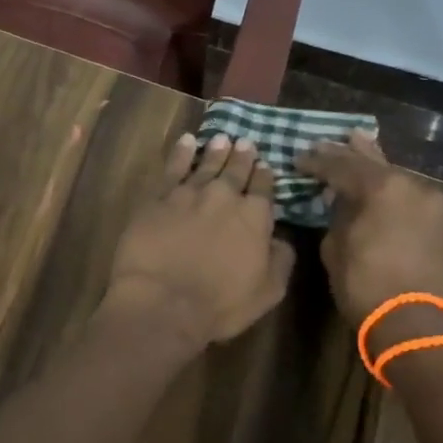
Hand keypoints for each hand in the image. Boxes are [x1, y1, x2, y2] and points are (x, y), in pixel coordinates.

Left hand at [104, 132, 295, 350]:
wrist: (163, 301)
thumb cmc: (219, 305)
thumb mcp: (268, 291)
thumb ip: (280, 260)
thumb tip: (282, 239)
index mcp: (255, 217)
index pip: (264, 188)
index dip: (265, 176)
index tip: (265, 165)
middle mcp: (225, 197)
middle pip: (236, 170)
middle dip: (243, 156)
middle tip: (245, 142)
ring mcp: (189, 193)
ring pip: (207, 164)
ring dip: (216, 151)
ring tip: (222, 138)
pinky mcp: (159, 197)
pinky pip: (173, 167)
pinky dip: (182, 152)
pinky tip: (186, 142)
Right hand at [296, 130, 442, 322]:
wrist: (415, 324)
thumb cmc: (365, 284)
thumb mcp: (335, 246)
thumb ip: (337, 214)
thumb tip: (340, 202)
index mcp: (381, 188)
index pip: (341, 166)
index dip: (316, 162)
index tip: (298, 158)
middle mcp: (409, 185)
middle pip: (371, 162)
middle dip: (346, 153)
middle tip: (324, 142)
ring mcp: (428, 201)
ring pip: (393, 174)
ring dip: (372, 163)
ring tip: (356, 142)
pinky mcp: (438, 220)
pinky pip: (406, 191)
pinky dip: (388, 184)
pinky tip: (377, 178)